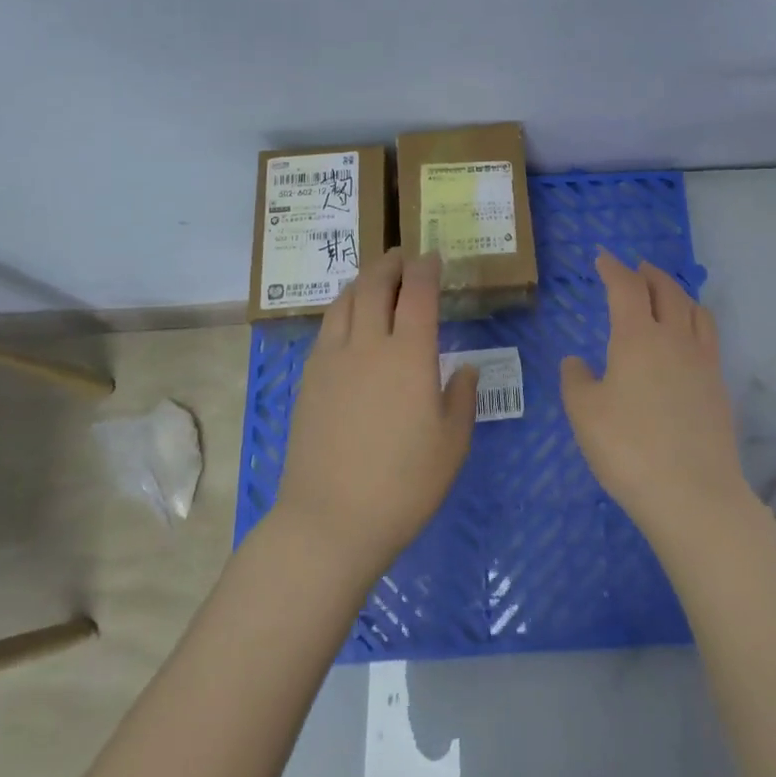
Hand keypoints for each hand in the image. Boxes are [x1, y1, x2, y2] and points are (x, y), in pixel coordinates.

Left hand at [275, 249, 478, 576]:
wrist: (331, 520)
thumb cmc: (404, 484)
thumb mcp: (452, 443)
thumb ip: (462, 397)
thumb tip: (466, 368)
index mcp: (409, 355)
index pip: (417, 293)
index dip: (427, 268)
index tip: (434, 257)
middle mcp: (367, 345)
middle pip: (375, 284)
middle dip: (390, 263)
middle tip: (403, 256)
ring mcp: (331, 360)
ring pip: (345, 300)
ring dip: (363, 280)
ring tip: (376, 278)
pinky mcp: (309, 379)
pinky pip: (327, 327)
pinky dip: (343, 308)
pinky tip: (350, 319)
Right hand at [560, 251, 751, 543]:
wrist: (693, 493)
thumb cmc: (628, 448)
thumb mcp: (584, 414)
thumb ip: (576, 380)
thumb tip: (576, 361)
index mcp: (637, 337)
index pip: (626, 287)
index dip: (613, 268)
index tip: (603, 257)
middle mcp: (674, 338)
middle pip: (666, 290)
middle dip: (649, 274)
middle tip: (636, 269)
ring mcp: (702, 361)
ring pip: (694, 309)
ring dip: (677, 293)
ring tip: (666, 294)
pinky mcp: (719, 386)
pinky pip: (708, 336)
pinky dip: (694, 320)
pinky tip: (687, 337)